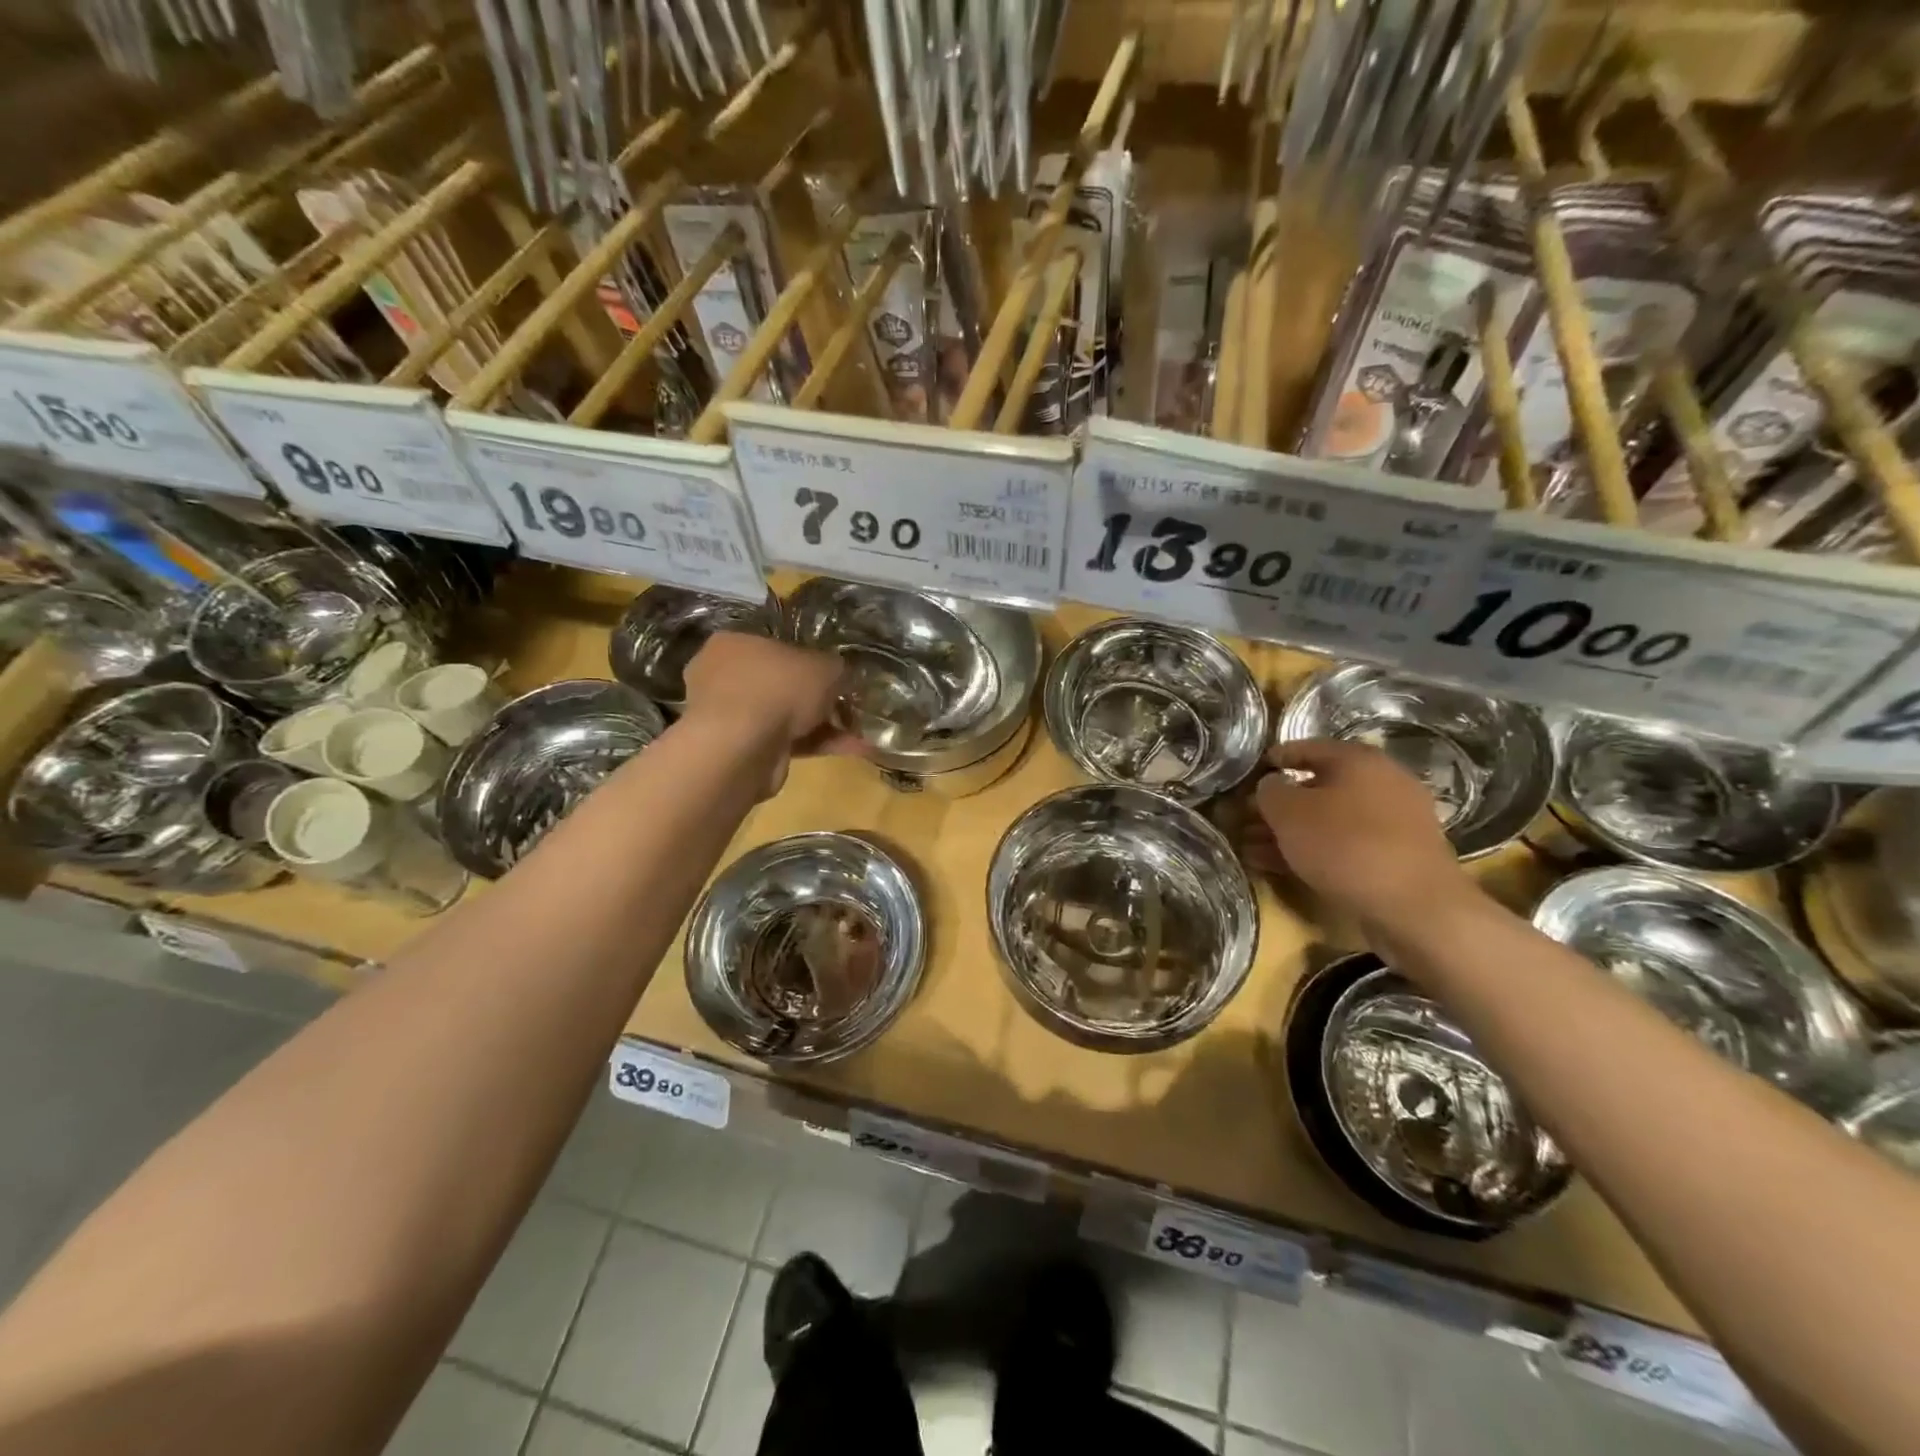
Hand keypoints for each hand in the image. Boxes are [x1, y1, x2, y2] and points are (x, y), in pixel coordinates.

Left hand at [679, 633, 864, 791]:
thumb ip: (836, 668)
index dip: (812, 660)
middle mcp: (725, 676)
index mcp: (735, 643)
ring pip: (786, 715)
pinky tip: (850, 750)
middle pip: (783, 684)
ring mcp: (731, 716)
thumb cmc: (779, 689)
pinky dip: (815, 745)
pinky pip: (785, 741)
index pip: (778, 646)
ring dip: (823, 725)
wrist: (743, 747)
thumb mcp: (825, 666)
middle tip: (849, 706)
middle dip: (819, 698)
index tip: (837, 675)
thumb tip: (842, 675)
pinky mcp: (740, 749)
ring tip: (858, 733)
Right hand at [1252, 738, 1469, 928]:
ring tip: (1253, 850)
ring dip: (1290, 833)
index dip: (1273, 760)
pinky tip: (1281, 867)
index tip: (1248, 776)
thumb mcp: (1289, 813)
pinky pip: (1345, 845)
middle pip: (1317, 788)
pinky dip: (1314, 852)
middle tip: (1246, 821)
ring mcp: (1394, 822)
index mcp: (1359, 760)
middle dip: (1278, 806)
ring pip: (1329, 820)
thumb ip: (1270, 792)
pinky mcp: (1397, 857)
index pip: (1307, 747)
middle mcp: (1382, 782)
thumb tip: (1270, 786)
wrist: (1416, 907)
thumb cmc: (1345, 845)